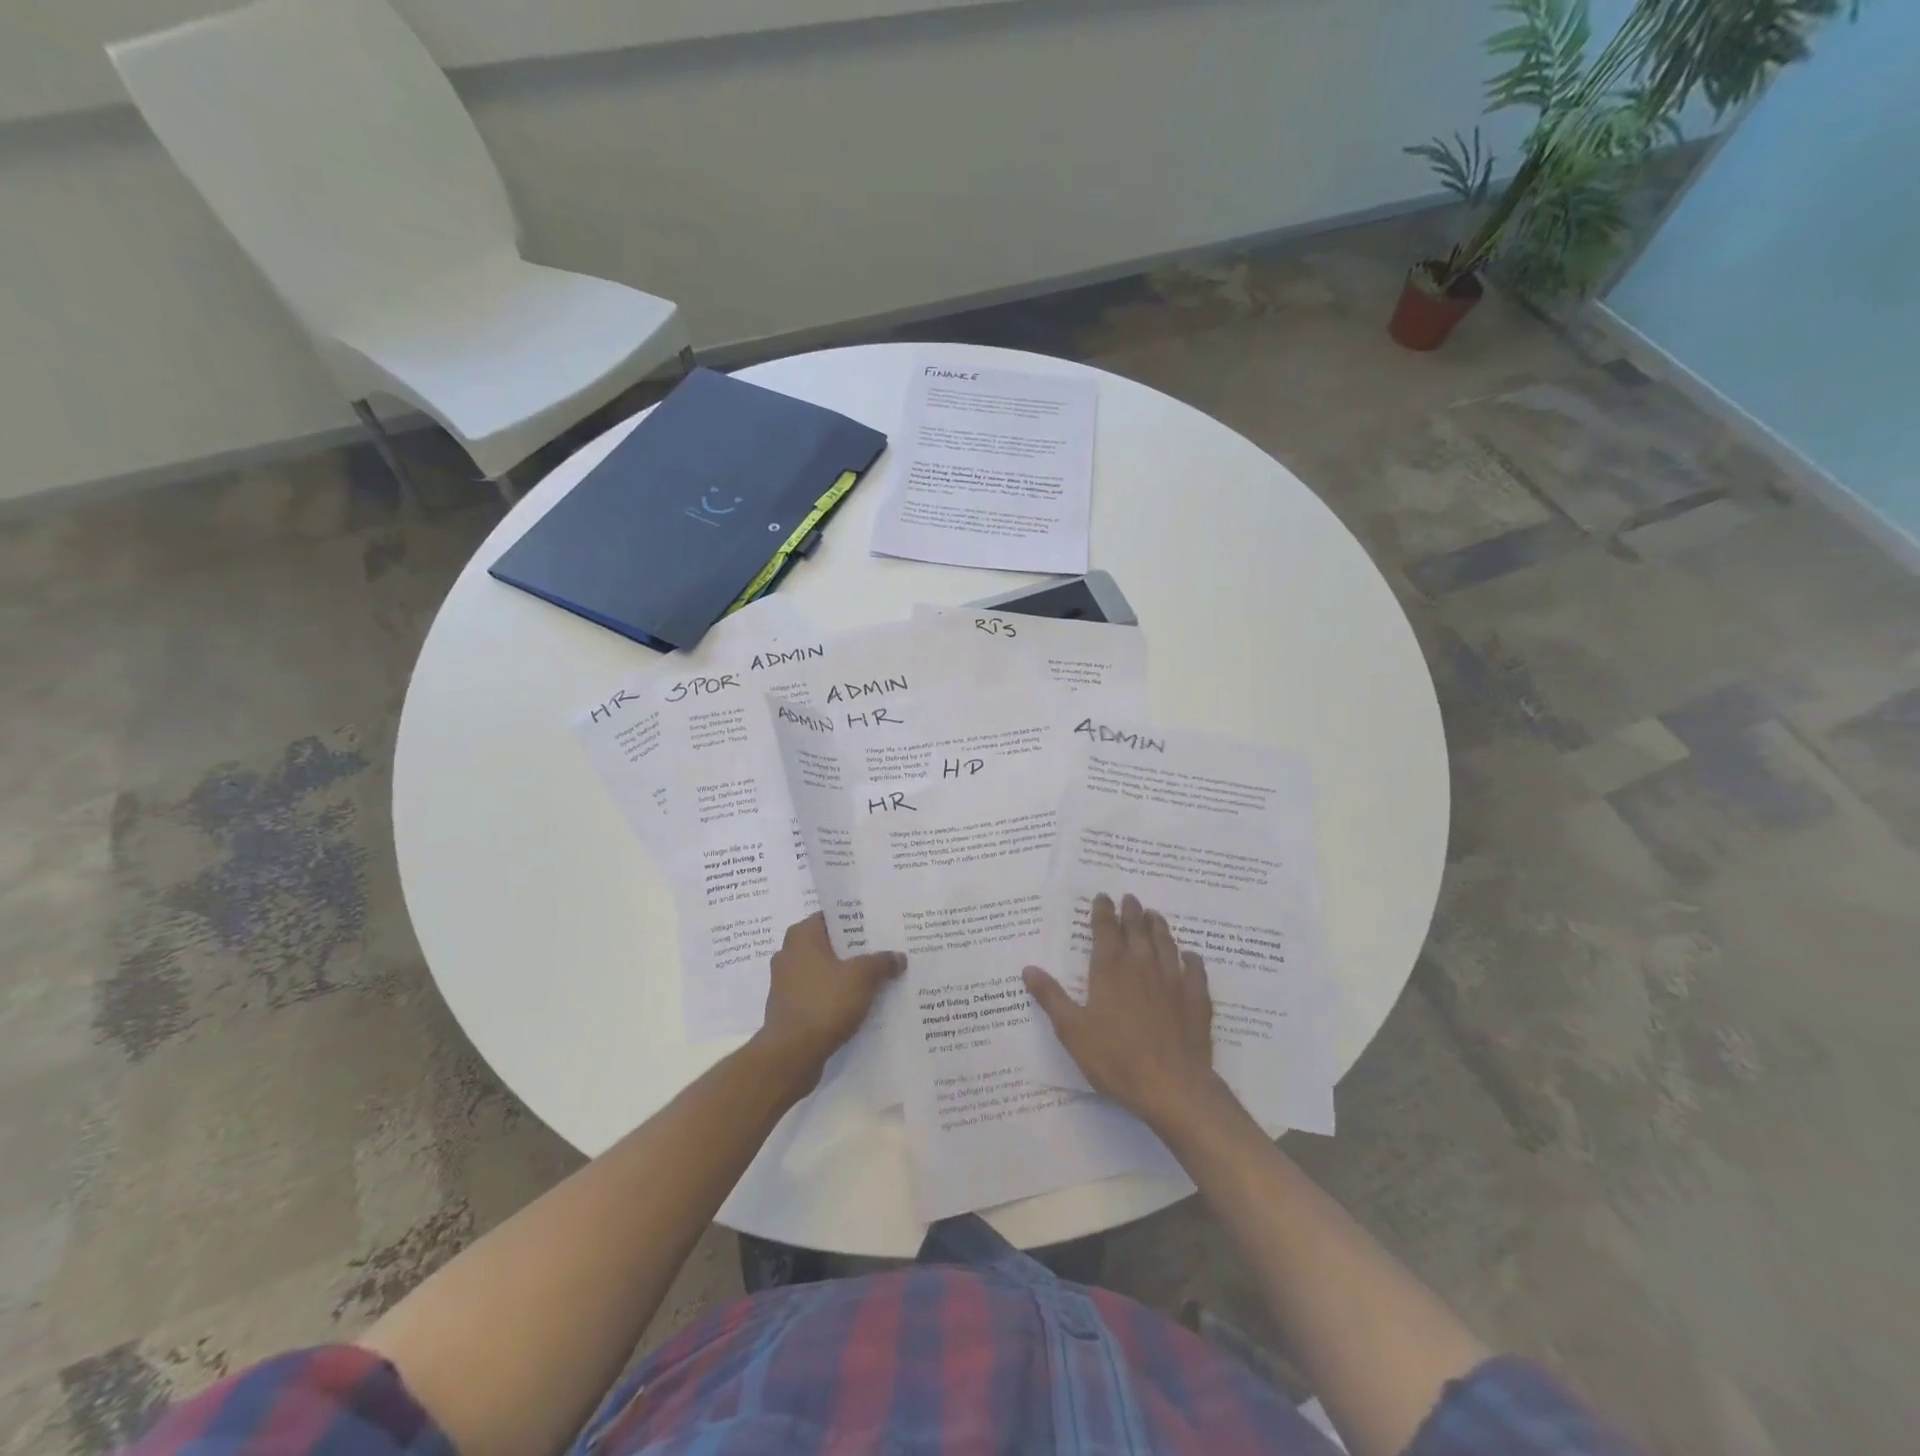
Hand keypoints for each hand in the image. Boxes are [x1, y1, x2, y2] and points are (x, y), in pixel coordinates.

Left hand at [755, 914, 904, 1090]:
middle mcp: (789, 954)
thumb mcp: (862, 977)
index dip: (856, 919)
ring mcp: (786, 983)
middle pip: (829, 944)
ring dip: (846, 975)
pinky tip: (860, 1004)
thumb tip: (898, 957)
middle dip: (855, 949)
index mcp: (801, 936)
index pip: (831, 916)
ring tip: (877, 978)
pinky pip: (819, 994)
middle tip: (884, 950)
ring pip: (824, 971)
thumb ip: (882, 962)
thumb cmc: (824, 1003)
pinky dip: (836, 996)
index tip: (879, 925)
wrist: (791, 1055)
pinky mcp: (789, 1009)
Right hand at [1024, 893, 1221, 1131]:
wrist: (1173, 1087)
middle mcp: (1142, 966)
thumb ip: (1051, 997)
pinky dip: (1192, 959)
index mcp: (1110, 970)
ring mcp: (1173, 981)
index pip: (1105, 930)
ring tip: (1154, 915)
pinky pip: (1195, 971)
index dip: (1103, 911)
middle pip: (1137, 930)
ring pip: (1166, 944)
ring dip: (1159, 927)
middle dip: (1131, 912)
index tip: (1103, 897)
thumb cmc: (1116, 1059)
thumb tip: (1028, 968)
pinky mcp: (1196, 1000)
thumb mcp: (1073, 1031)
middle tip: (1130, 898)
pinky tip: (1191, 956)